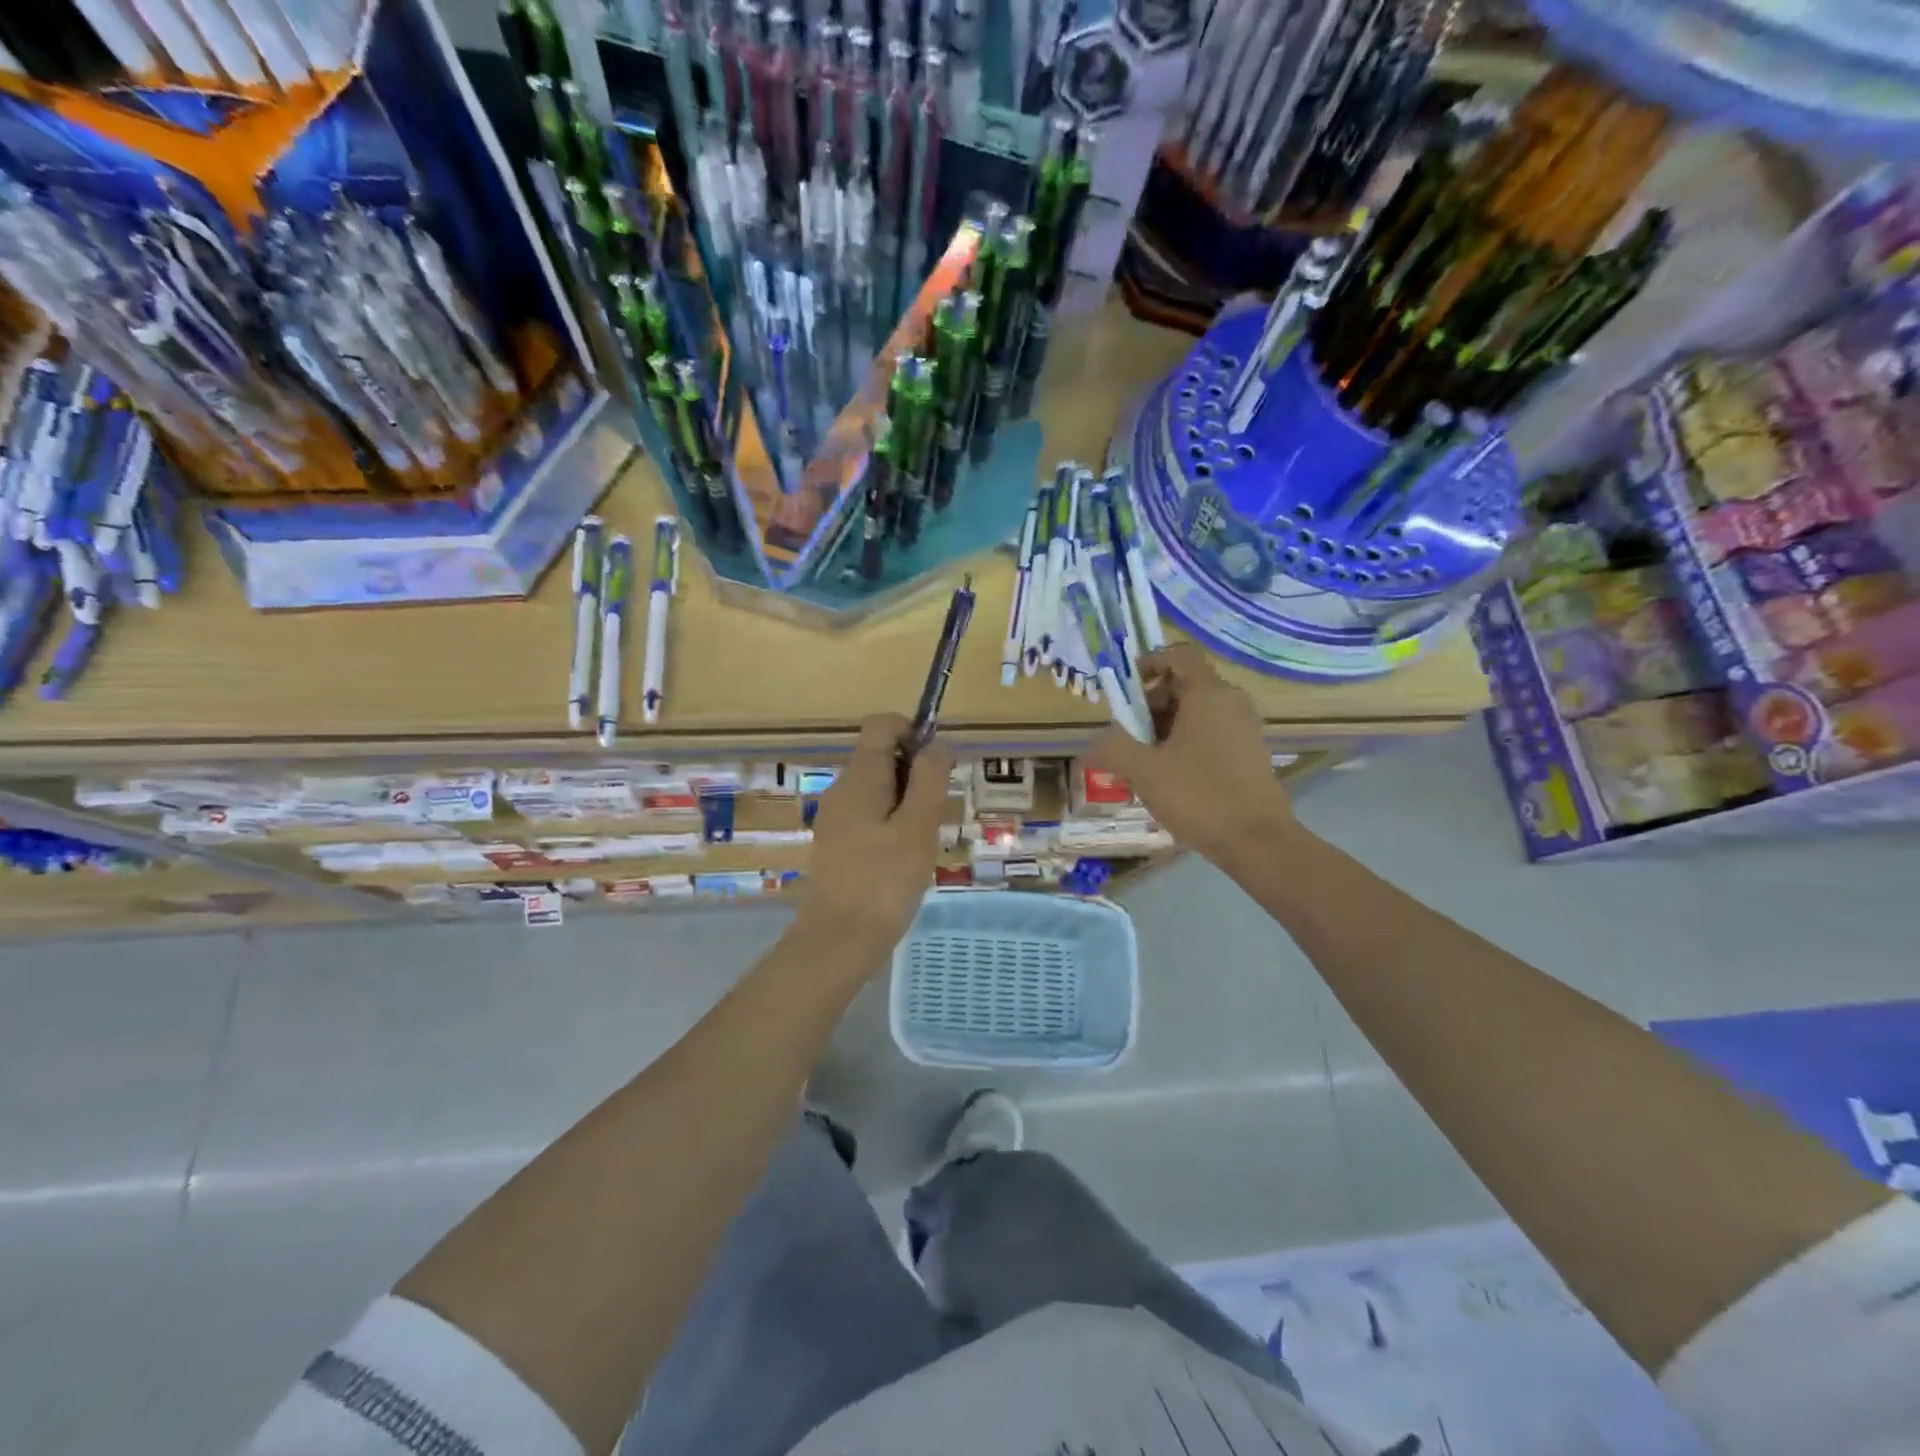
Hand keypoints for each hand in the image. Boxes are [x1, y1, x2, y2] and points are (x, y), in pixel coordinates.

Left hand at [796, 713, 953, 968]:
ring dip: (908, 800)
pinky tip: (905, 856)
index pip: (881, 725)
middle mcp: (842, 789)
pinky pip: (870, 814)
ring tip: (923, 839)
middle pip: (881, 755)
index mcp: (859, 778)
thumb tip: (937, 742)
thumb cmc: (885, 881)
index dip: (913, 731)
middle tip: (935, 813)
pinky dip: (893, 822)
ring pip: (879, 787)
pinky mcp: (838, 842)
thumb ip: (929, 778)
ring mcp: (836, 817)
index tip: (939, 765)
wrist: (838, 940)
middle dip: (916, 772)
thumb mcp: (918, 826)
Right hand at [1088, 643, 1295, 863]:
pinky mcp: (1250, 754)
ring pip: (1196, 713)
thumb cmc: (1199, 796)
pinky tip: (1170, 780)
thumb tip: (1094, 743)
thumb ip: (1113, 749)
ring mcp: (1244, 728)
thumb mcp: (1144, 771)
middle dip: (1149, 706)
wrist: (1258, 842)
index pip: (1178, 655)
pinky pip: (1210, 734)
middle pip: (1183, 685)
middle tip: (1129, 738)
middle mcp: (1231, 702)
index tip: (1126, 693)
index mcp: (1209, 694)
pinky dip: (1185, 745)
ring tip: (1144, 765)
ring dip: (1164, 729)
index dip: (1148, 664)